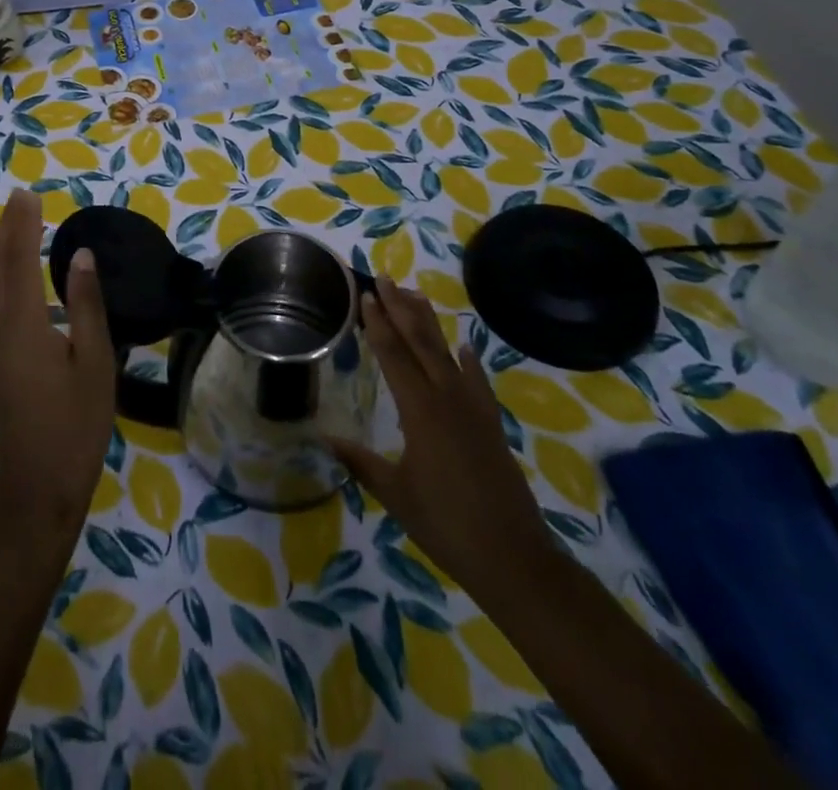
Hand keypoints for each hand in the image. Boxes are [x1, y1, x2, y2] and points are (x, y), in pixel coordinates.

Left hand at [0, 190, 116, 535]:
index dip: (24, 225)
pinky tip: (7, 279)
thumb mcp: (95, 363)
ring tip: (11, 227)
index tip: (29, 195)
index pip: (21, 260)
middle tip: (18, 199)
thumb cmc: (75, 425)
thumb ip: (85, 305)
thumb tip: (80, 256)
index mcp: (23, 324)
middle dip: (6, 230)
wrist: (35, 488)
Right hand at [330, 276, 550, 594]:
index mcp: (420, 410)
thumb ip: (360, 461)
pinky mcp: (491, 424)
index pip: (393, 354)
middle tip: (384, 279)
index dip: (377, 322)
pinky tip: (464, 347)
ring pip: (447, 353)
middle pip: (420, 342)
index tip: (365, 294)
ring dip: (429, 323)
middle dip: (400, 308)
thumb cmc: (445, 525)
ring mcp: (474, 408)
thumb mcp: (395, 494)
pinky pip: (477, 380)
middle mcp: (447, 398)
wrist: (513, 558)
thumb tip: (324, 437)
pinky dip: (469, 360)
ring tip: (414, 295)